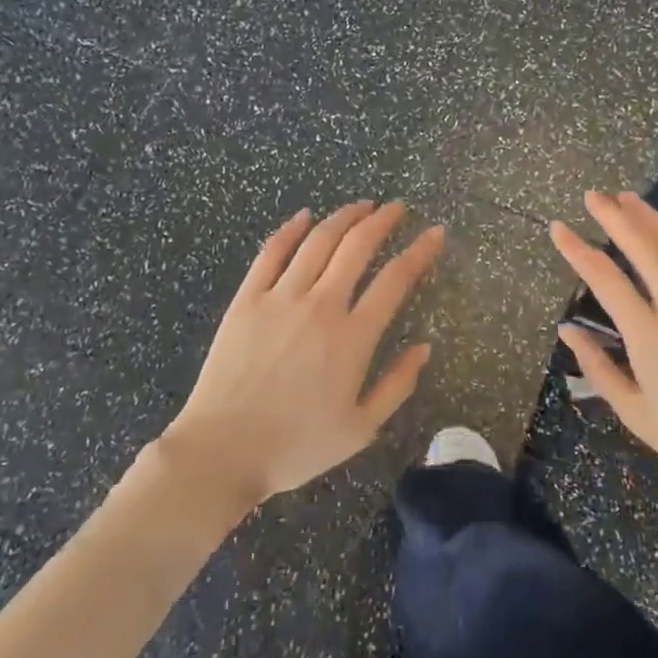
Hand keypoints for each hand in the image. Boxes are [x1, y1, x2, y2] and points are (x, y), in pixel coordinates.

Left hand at [162, 201, 443, 507]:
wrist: (221, 451)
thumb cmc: (295, 446)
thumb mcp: (360, 429)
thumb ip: (397, 385)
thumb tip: (424, 347)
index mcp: (352, 338)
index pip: (395, 279)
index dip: (420, 252)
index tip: (435, 233)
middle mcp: (320, 306)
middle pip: (357, 247)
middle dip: (382, 221)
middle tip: (396, 208)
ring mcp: (280, 297)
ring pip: (318, 241)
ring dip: (343, 217)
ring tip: (361, 206)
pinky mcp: (247, 299)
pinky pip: (271, 252)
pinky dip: (290, 229)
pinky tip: (304, 216)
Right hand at [549, 191, 657, 518]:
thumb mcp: (636, 414)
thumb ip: (598, 368)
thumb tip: (566, 330)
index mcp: (648, 336)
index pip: (604, 278)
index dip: (577, 249)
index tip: (559, 227)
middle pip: (642, 247)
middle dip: (614, 216)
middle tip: (594, 196)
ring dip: (652, 218)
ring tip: (629, 198)